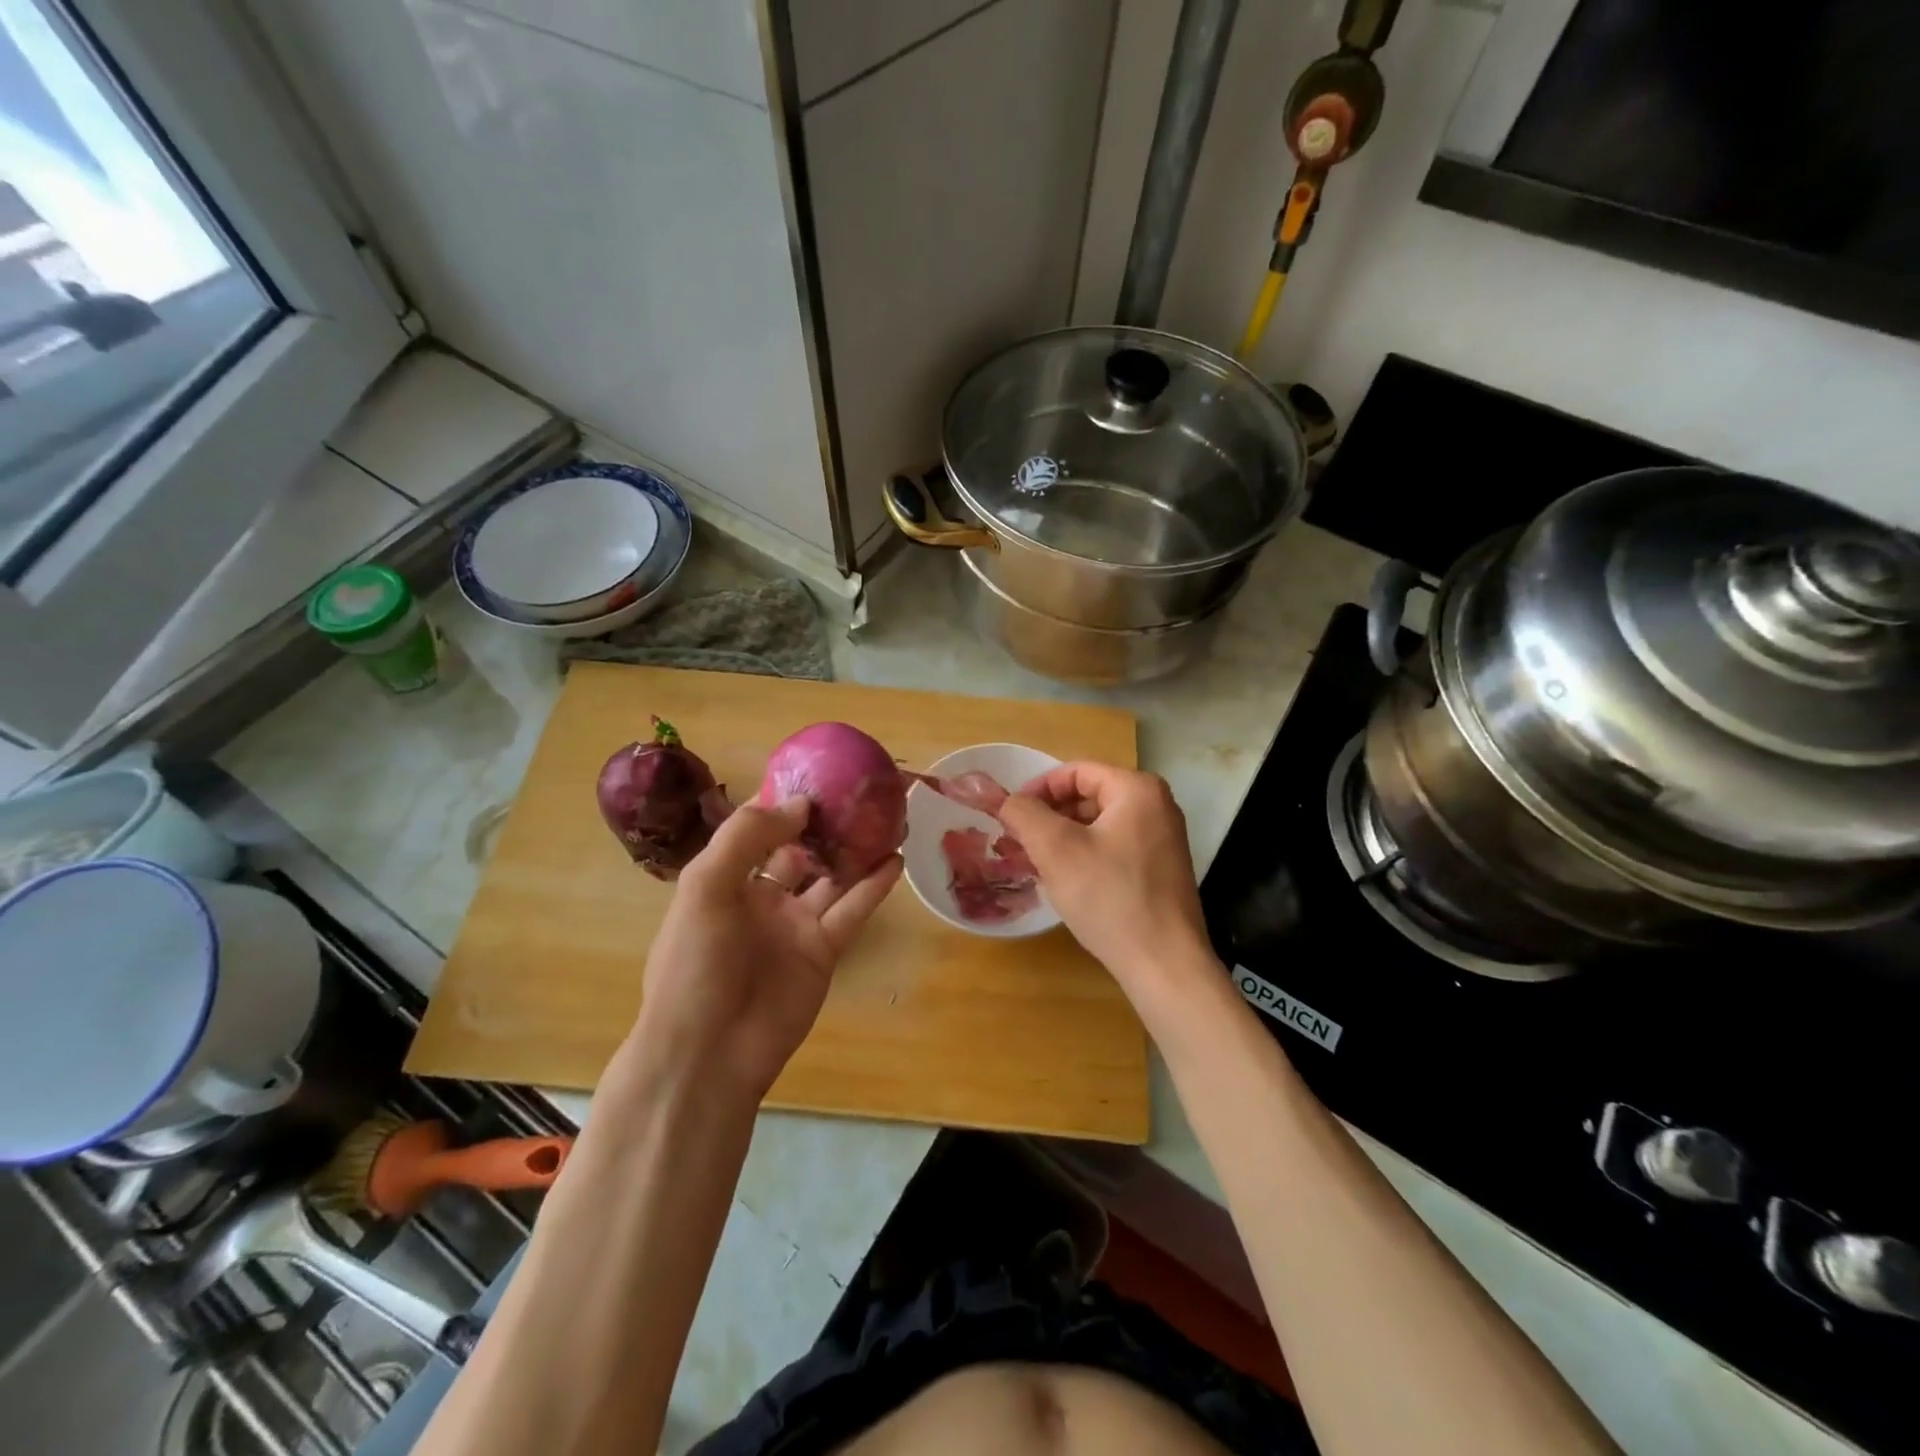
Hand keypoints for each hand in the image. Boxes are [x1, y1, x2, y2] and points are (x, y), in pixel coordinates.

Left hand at [627, 798, 900, 1099]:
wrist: (709, 1052)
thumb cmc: (695, 963)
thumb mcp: (705, 887)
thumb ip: (747, 838)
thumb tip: (800, 805)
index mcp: (725, 880)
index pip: (756, 831)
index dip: (783, 804)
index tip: (816, 777)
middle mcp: (761, 897)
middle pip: (798, 850)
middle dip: (824, 824)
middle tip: (860, 793)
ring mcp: (794, 925)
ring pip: (832, 877)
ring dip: (855, 850)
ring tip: (887, 818)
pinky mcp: (823, 951)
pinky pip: (852, 910)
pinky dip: (874, 886)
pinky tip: (895, 859)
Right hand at [999, 763, 1212, 1011]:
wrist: (1164, 965)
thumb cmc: (1110, 898)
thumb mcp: (1056, 850)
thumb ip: (1025, 814)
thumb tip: (1006, 800)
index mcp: (1137, 789)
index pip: (1075, 772)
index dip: (1038, 790)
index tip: (1010, 817)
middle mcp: (1157, 806)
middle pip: (1088, 796)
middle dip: (1049, 816)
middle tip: (1018, 843)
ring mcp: (1163, 839)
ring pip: (1099, 824)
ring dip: (1063, 838)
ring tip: (1036, 865)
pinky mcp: (1161, 869)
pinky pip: (1113, 847)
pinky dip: (1085, 856)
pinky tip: (1066, 883)